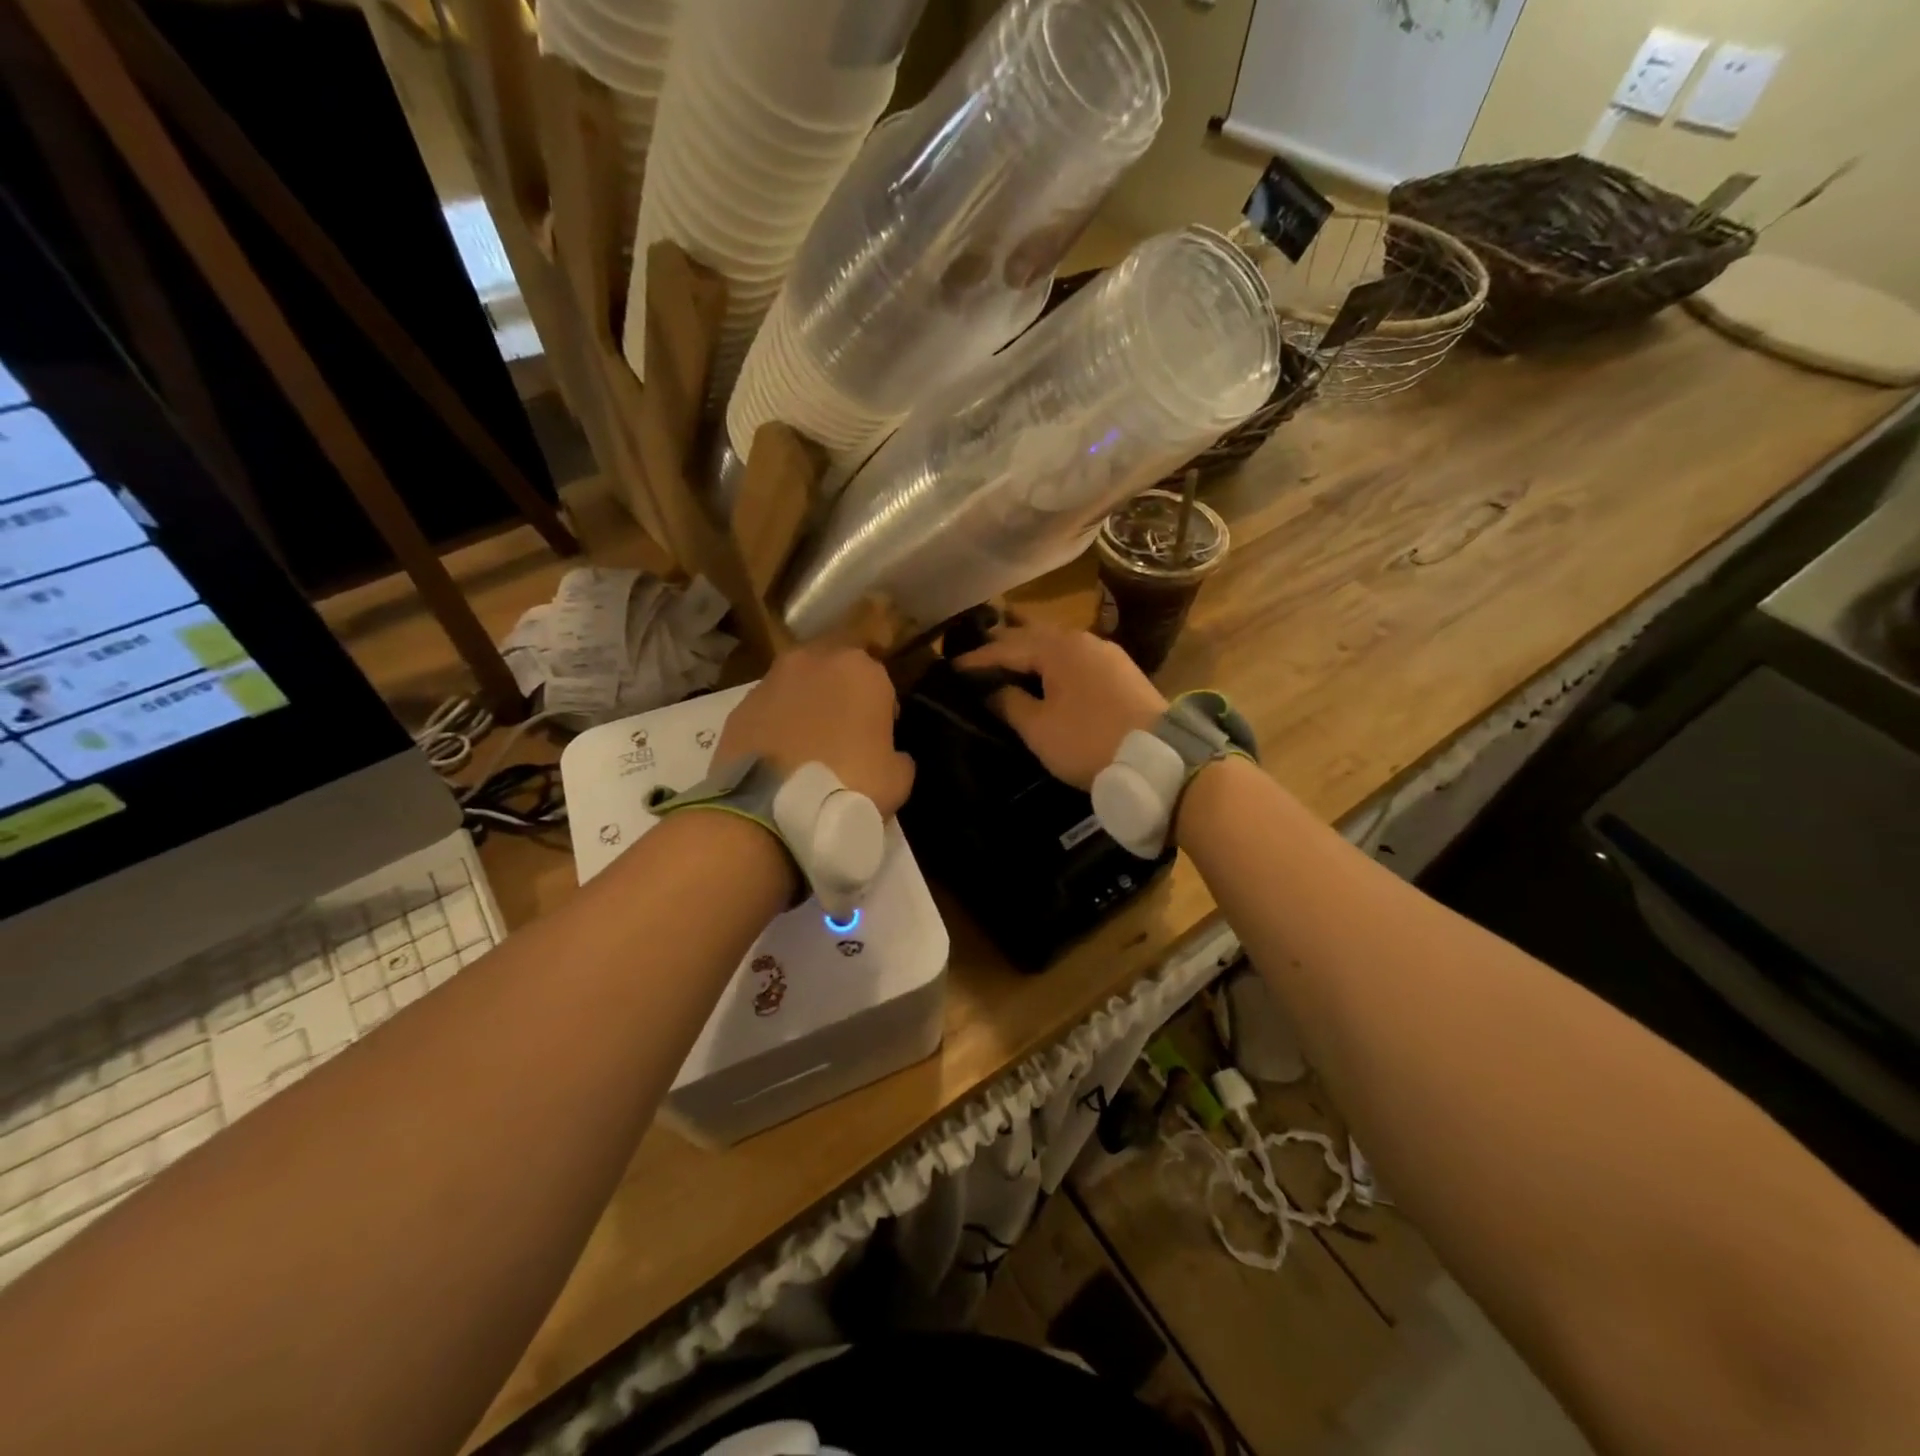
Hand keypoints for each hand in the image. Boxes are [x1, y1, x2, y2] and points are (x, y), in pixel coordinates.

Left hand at [715, 644, 915, 815]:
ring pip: (798, 684)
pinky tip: (780, 756)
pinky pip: (769, 709)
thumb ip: (897, 754)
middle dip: (840, 692)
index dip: (882, 705)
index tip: (880, 733)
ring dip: (806, 703)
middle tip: (844, 730)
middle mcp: (814, 660)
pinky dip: (776, 724)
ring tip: (808, 744)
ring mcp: (771, 680)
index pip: (880, 676)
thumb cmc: (849, 786)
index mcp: (861, 670)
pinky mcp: (740, 706)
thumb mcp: (898, 779)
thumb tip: (889, 755)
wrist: (771, 811)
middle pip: (835, 668)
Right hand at [956, 622, 1166, 789]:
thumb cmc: (1089, 741)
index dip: (976, 659)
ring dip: (1029, 653)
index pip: (1006, 647)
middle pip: (1032, 636)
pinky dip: (1052, 663)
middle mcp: (1082, 639)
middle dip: (1002, 645)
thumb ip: (1010, 703)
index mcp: (1058, 647)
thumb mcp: (1039, 728)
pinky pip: (1075, 658)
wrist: (1161, 759)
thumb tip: (991, 690)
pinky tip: (1046, 674)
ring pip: (1056, 646)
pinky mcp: (1121, 671)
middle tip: (974, 654)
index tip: (950, 667)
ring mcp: (1105, 653)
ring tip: (1005, 660)